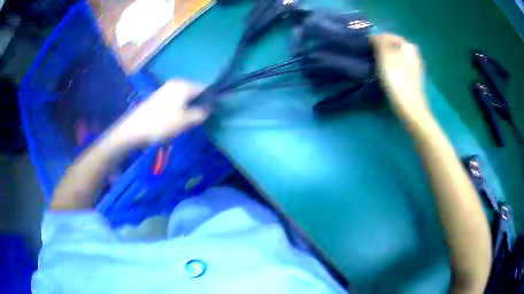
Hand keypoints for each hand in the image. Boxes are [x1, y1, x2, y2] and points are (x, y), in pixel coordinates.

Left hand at [111, 79, 207, 146]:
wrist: (134, 129)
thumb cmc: (161, 124)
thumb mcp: (185, 121)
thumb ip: (201, 113)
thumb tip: (209, 109)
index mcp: (184, 85)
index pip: (205, 88)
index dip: (211, 100)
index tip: (213, 112)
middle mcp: (176, 83)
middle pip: (194, 92)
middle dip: (199, 104)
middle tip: (199, 119)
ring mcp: (166, 89)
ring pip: (185, 97)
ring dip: (189, 107)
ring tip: (187, 121)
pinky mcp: (159, 96)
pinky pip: (176, 100)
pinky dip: (180, 108)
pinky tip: (176, 119)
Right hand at [371, 34, 427, 118]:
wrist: (409, 104)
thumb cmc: (396, 78)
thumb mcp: (384, 55)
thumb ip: (379, 41)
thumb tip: (374, 36)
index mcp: (407, 45)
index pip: (388, 36)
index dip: (377, 40)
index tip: (367, 47)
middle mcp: (414, 53)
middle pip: (394, 46)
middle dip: (383, 49)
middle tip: (372, 57)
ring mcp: (415, 66)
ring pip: (397, 56)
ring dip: (388, 59)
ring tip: (379, 66)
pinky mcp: (414, 77)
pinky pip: (401, 66)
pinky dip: (394, 67)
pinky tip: (389, 75)